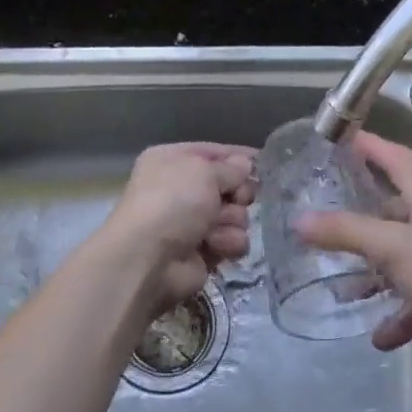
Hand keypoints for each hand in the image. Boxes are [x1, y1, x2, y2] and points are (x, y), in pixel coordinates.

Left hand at [104, 142, 256, 311]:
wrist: (148, 259)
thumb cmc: (173, 202)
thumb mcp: (203, 171)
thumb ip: (230, 168)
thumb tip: (245, 165)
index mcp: (172, 161)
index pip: (214, 152)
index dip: (239, 157)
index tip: (264, 162)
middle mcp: (181, 189)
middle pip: (229, 185)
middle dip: (238, 193)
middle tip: (238, 199)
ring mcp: (192, 222)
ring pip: (236, 215)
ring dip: (232, 221)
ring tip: (216, 228)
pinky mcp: (203, 251)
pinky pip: (232, 241)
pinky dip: (227, 243)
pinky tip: (214, 246)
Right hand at [295, 133, 411, 362]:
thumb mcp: (392, 247)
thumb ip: (345, 232)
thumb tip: (299, 221)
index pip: (393, 156)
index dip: (367, 145)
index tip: (339, 139)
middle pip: (394, 208)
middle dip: (360, 217)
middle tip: (324, 221)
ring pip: (402, 255)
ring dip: (375, 272)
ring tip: (341, 286)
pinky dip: (400, 313)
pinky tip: (379, 336)